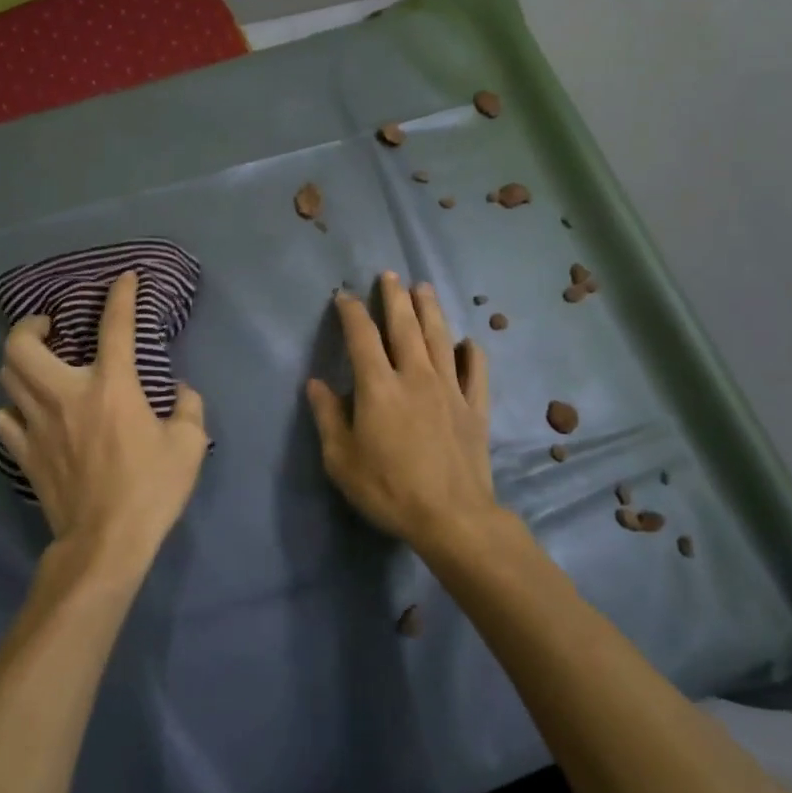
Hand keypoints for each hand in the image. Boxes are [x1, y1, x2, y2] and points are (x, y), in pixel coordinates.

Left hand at [0, 271, 208, 575]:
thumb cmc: (150, 490)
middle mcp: (65, 395)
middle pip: (21, 345)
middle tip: (50, 326)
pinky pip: (4, 419)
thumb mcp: (189, 445)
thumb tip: (181, 391)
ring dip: (21, 362)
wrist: (105, 543)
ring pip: (7, 377)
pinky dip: (14, 408)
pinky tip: (30, 412)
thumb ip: (189, 408)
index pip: (114, 326)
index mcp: (111, 386)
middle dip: (31, 325)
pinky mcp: (24, 454)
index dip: (120, 296)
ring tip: (41, 365)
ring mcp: (37, 425)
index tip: (124, 279)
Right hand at [306, 272, 501, 551]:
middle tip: (390, 274)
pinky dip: (472, 352)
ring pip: (439, 338)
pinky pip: (476, 372)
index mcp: (379, 386)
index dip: (351, 312)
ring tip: (423, 287)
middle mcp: (415, 376)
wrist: (452, 518)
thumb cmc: (388, 488)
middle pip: (405, 326)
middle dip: (395, 297)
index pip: (362, 336)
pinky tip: (468, 342)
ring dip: (430, 309)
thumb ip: (328, 417)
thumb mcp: (341, 459)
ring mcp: (450, 389)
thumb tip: (316, 384)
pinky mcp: (475, 408)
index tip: (344, 296)